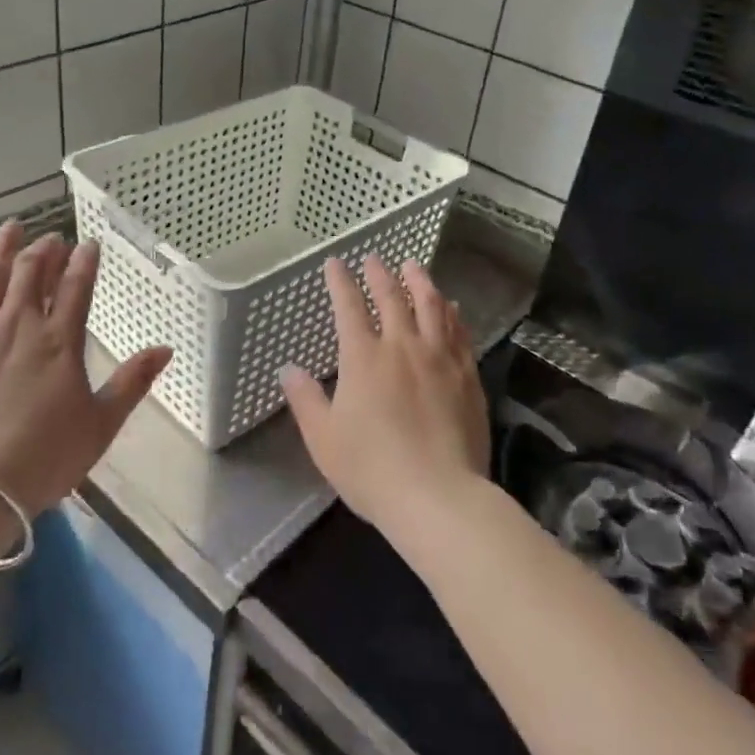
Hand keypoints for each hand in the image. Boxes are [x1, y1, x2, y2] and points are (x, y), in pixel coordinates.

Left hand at [0, 222, 171, 515]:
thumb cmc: (42, 458)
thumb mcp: (100, 424)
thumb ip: (132, 382)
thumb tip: (166, 348)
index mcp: (59, 340)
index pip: (76, 286)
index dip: (84, 261)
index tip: (89, 243)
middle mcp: (17, 324)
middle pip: (32, 272)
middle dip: (46, 249)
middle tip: (52, 237)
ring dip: (1, 247)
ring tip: (11, 227)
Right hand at [280, 255, 488, 544]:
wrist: (438, 497)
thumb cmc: (371, 469)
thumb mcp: (323, 438)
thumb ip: (305, 399)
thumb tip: (288, 369)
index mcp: (363, 357)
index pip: (349, 307)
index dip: (340, 282)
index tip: (335, 263)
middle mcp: (402, 346)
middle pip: (392, 298)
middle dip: (380, 274)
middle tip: (375, 258)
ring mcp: (439, 358)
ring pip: (431, 306)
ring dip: (420, 282)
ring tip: (414, 267)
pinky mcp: (467, 376)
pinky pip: (459, 332)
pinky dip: (451, 313)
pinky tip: (451, 307)